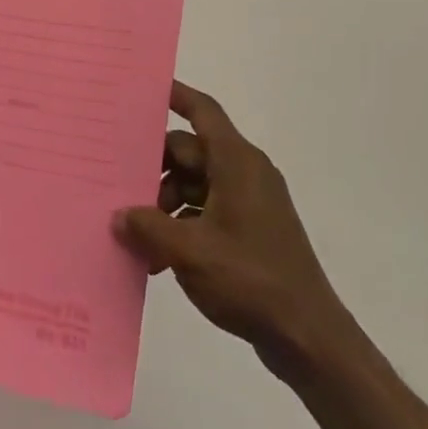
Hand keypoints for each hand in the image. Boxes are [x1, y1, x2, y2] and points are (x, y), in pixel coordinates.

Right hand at [114, 81, 353, 369]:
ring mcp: (248, 203)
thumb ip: (148, 226)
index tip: (141, 89)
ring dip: (163, 206)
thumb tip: (120, 215)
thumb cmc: (251, 280)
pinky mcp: (249, 231)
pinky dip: (180, 226)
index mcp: (236, 162)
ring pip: (193, 185)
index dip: (175, 95)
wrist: (309, 338)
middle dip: (153, 171)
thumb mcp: (189, 250)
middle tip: (118, 188)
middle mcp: (244, 173)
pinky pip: (204, 212)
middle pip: (188, 152)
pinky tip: (157, 259)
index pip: (203, 111)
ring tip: (138, 239)